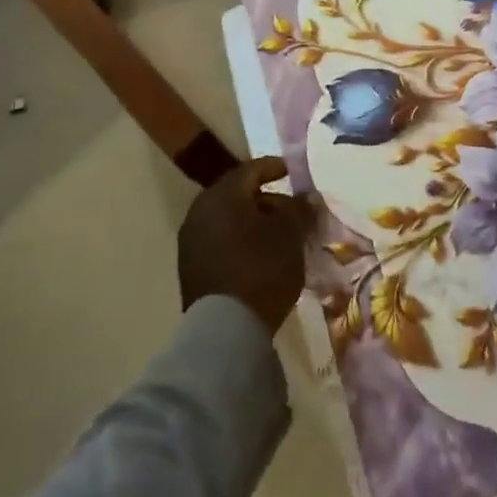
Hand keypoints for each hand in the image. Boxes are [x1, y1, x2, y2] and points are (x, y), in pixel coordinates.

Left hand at [177, 158, 311, 331]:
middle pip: (237, 195)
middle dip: (266, 199)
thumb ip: (299, 209)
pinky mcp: (190, 268)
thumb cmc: (261, 268)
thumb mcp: (290, 234)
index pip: (251, 169)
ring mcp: (191, 241)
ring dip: (253, 222)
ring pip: (228, 219)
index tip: (292, 172)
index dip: (275, 167)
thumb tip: (306, 196)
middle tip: (291, 210)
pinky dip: (240, 240)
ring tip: (279, 236)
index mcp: (222, 195)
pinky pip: (220, 241)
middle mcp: (200, 211)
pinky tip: (260, 255)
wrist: (225, 329)